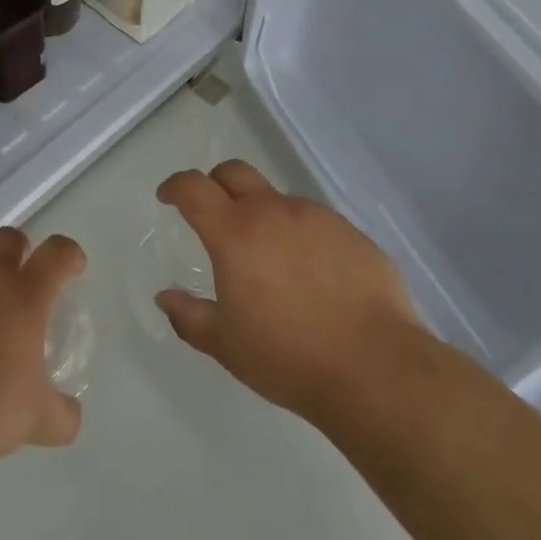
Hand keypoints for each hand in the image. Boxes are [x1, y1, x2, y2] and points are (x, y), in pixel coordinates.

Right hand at [155, 161, 421, 425]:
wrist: (375, 367)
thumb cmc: (287, 357)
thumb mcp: (225, 345)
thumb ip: (189, 316)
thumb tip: (166, 297)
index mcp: (235, 233)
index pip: (194, 188)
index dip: (175, 186)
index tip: (168, 197)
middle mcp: (274, 212)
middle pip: (235, 172)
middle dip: (215, 183)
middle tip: (213, 213)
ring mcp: (317, 218)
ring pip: (278, 199)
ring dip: (262, 215)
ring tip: (269, 258)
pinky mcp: (351, 232)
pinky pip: (315, 222)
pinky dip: (300, 235)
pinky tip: (311, 275)